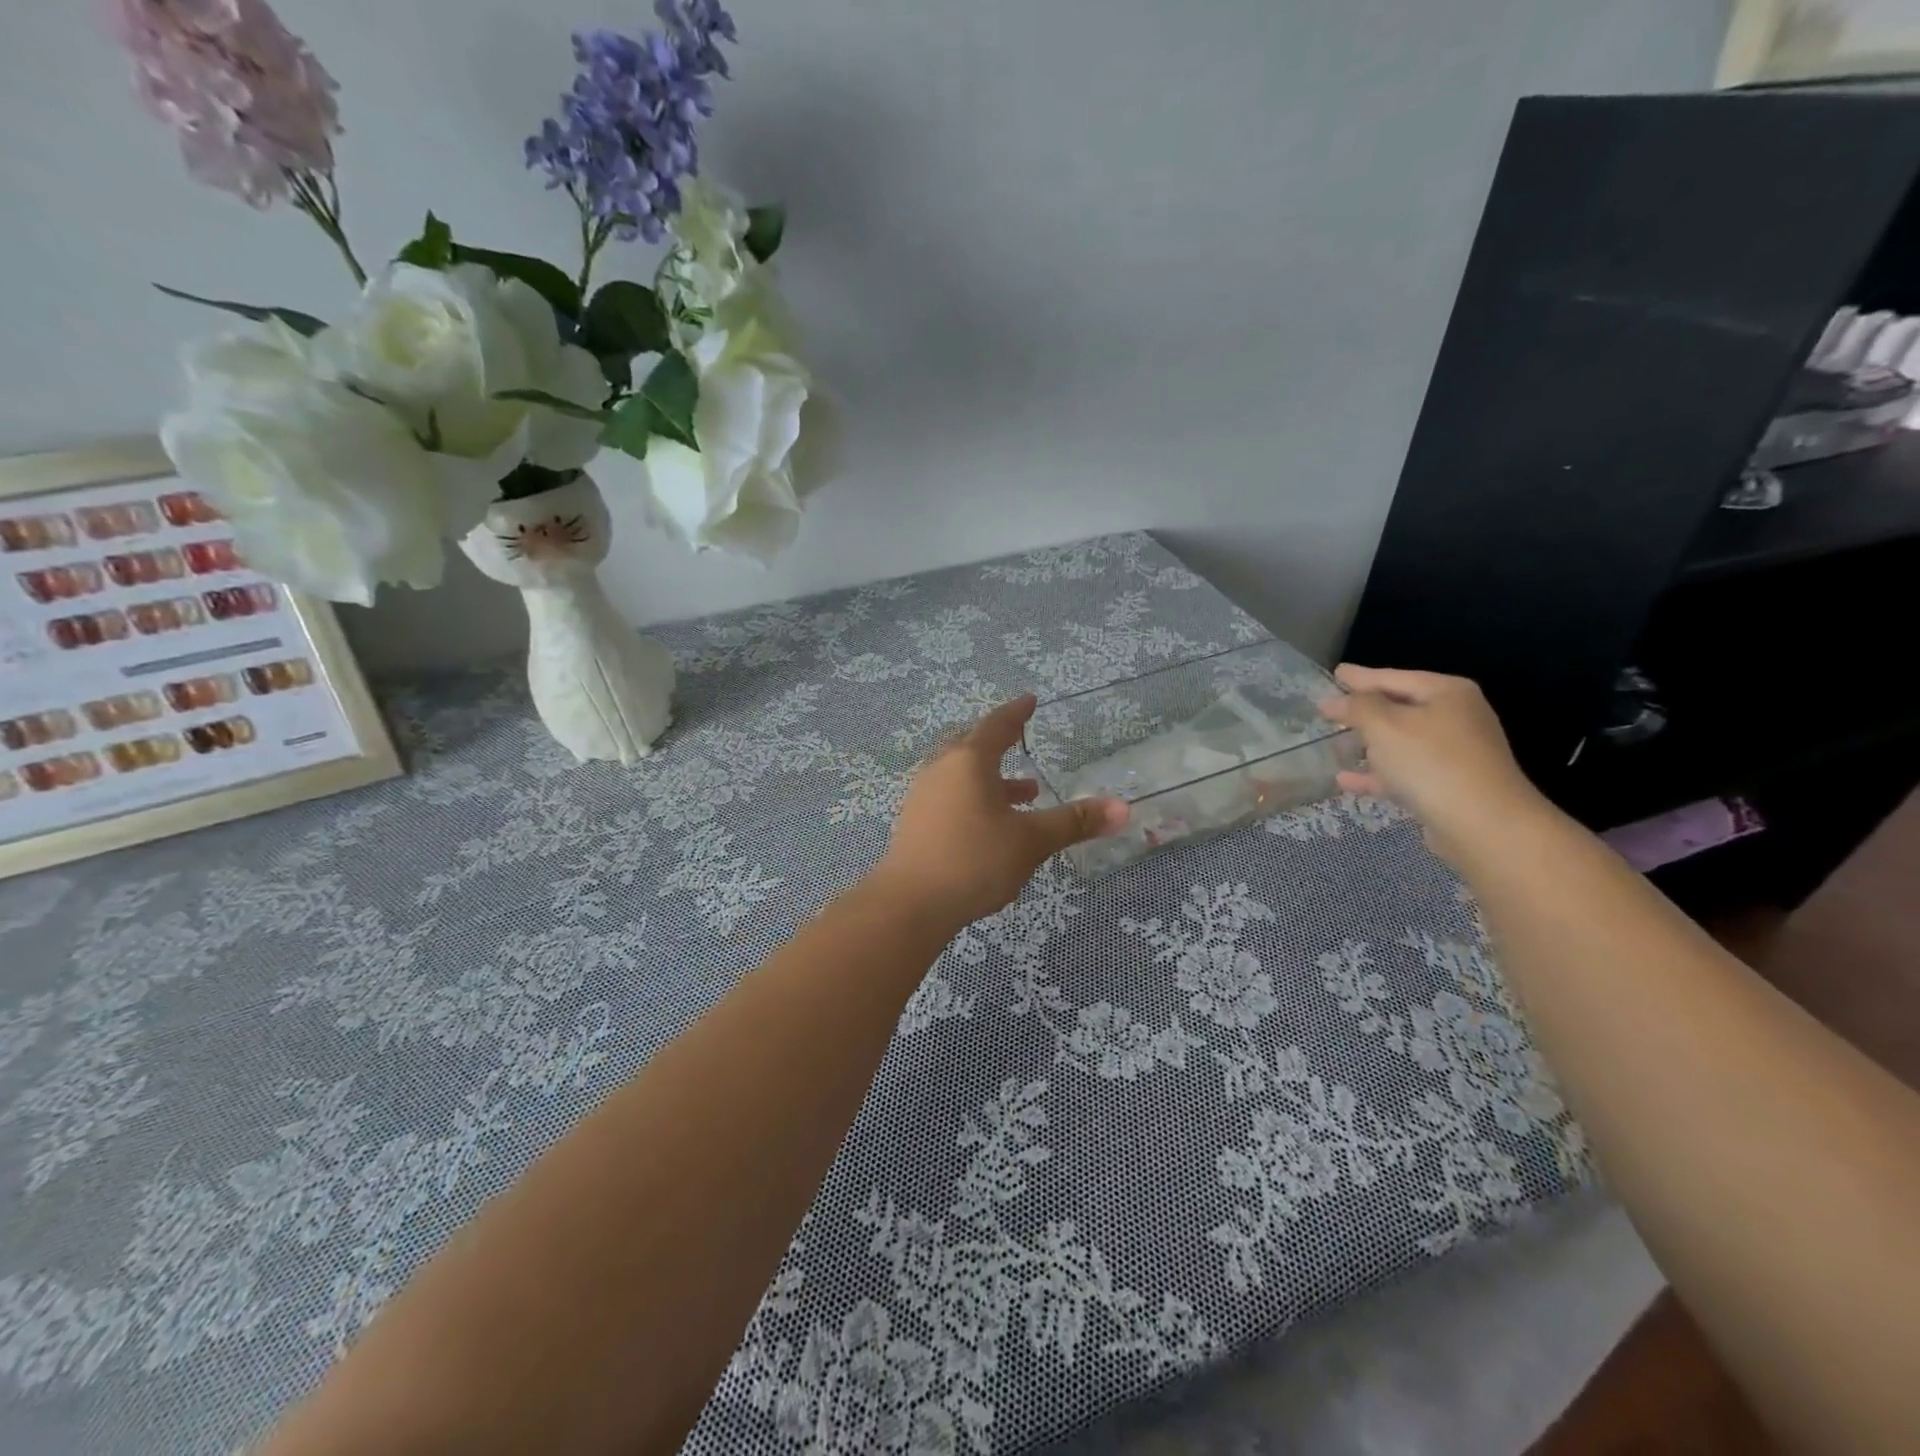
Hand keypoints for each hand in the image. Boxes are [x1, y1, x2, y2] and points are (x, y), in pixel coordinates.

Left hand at [872, 695, 1128, 929]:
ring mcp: (923, 795)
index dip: (1016, 712)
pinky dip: (975, 797)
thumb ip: (1074, 822)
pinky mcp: (915, 822)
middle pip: (972, 745)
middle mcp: (941, 769)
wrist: (911, 903)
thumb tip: (1123, 808)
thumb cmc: (975, 860)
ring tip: (1026, 793)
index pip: (997, 725)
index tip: (1029, 701)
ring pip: (961, 774)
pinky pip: (950, 795)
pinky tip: (991, 824)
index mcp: (969, 761)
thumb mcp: (1031, 840)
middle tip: (1021, 742)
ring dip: (992, 778)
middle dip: (999, 744)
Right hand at [1318, 665, 1548, 865]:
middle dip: (1364, 710)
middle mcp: (1455, 717)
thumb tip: (1334, 699)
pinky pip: (1402, 772)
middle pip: (1399, 708)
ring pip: (1400, 742)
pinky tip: (1345, 780)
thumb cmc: (1431, 762)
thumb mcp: (1384, 725)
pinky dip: (1375, 773)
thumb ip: (1356, 706)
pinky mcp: (1446, 785)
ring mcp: (1453, 754)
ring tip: (1335, 742)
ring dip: (1368, 743)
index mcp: (1446, 693)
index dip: (1360, 677)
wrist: (1483, 824)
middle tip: (1332, 708)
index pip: (1393, 677)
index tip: (1335, 673)